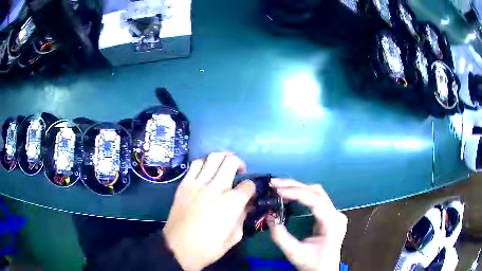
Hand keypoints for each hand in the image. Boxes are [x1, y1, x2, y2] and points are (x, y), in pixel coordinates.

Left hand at [163, 152, 255, 270]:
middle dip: (239, 163)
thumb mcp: (234, 236)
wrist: (179, 248)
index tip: (249, 193)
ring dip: (222, 157)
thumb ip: (243, 217)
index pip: (248, 185)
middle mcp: (216, 187)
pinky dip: (204, 162)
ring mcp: (198, 184)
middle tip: (239, 171)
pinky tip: (206, 170)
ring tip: (224, 165)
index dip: (252, 188)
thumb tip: (246, 205)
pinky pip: (195, 164)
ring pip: (212, 157)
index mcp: (232, 203)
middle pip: (231, 161)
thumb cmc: (209, 247)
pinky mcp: (184, 184)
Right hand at [269, 179, 346, 270]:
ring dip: (298, 187)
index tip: (278, 190)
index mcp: (333, 222)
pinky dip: (302, 194)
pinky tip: (290, 194)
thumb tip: (269, 217)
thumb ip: (282, 238)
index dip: (296, 193)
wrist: (325, 270)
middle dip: (295, 186)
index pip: (316, 200)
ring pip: (317, 193)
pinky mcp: (329, 215)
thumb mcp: (295, 254)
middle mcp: (336, 214)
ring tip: (279, 187)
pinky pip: (316, 199)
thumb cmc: (313, 264)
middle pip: (317, 192)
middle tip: (274, 184)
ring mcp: (334, 213)